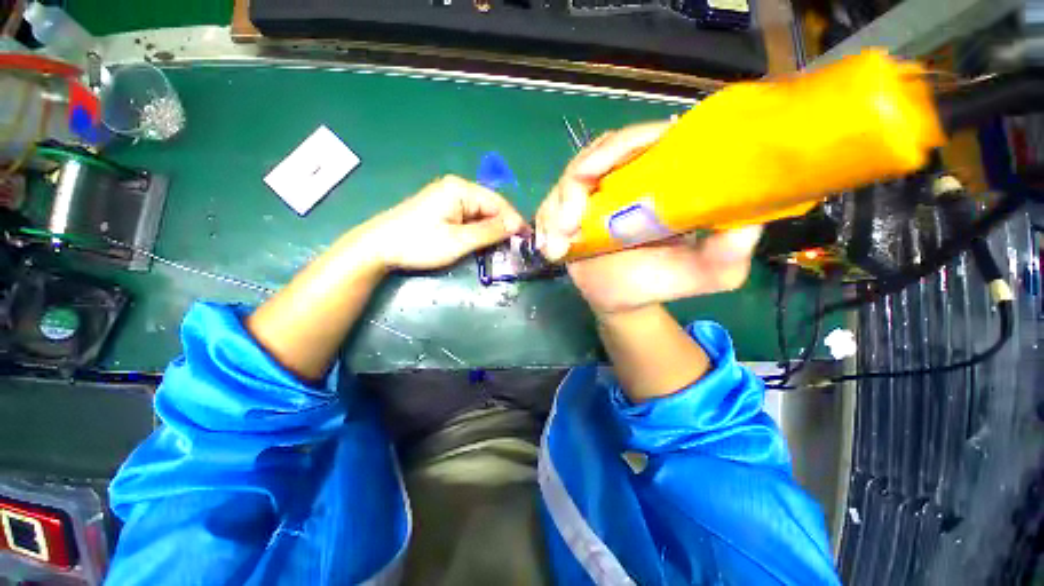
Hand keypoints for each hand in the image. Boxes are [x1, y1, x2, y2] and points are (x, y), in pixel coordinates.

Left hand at [364, 175, 525, 270]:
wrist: (379, 247)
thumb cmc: (419, 243)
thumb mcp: (459, 240)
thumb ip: (489, 231)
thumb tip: (517, 225)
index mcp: (461, 189)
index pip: (498, 203)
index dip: (514, 221)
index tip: (526, 240)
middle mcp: (456, 188)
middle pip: (490, 206)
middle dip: (503, 226)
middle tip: (515, 247)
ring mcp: (448, 197)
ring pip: (480, 213)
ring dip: (491, 230)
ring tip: (502, 247)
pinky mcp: (442, 208)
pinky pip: (469, 217)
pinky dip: (478, 230)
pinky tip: (482, 242)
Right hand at [535, 121, 762, 314]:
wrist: (623, 300)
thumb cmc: (663, 281)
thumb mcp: (710, 272)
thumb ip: (730, 249)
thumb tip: (746, 219)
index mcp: (659, 180)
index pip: (644, 140)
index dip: (629, 142)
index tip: (616, 166)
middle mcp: (623, 179)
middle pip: (596, 155)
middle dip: (579, 182)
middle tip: (572, 219)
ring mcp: (592, 197)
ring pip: (568, 182)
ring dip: (557, 210)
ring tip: (558, 245)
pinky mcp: (568, 215)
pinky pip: (550, 209)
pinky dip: (546, 226)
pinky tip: (551, 249)